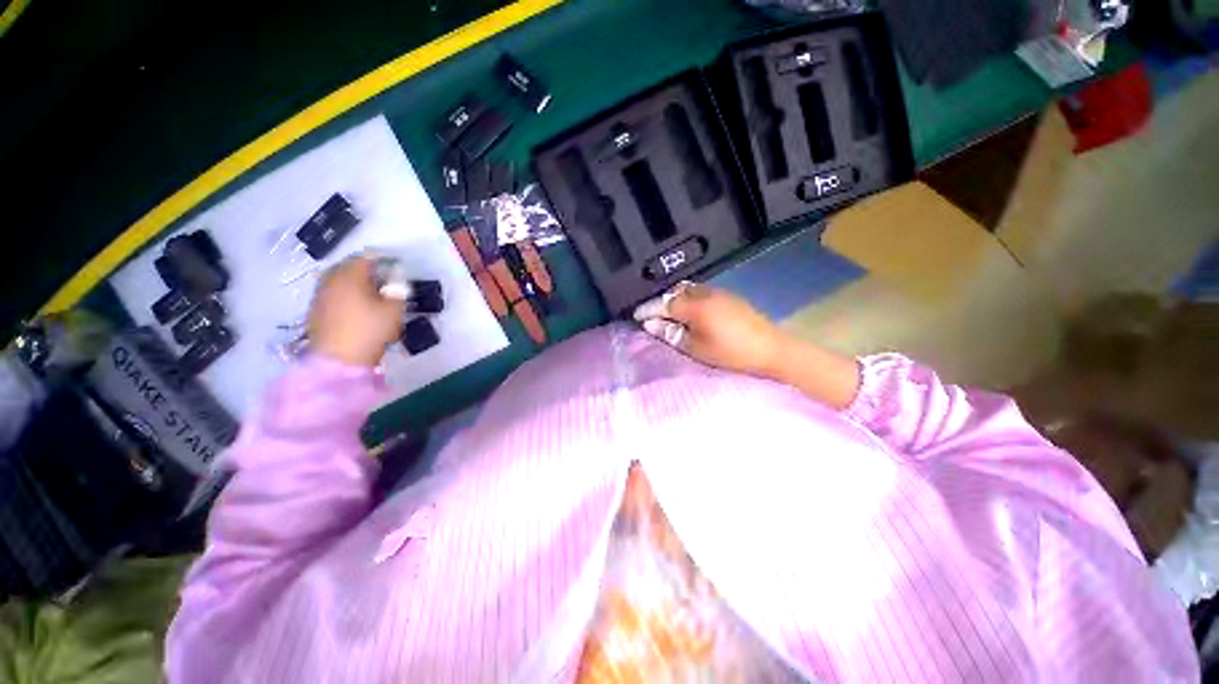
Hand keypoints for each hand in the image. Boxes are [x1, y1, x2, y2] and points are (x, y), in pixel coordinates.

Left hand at [308, 256, 404, 366]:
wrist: (338, 360)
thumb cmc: (370, 330)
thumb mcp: (394, 309)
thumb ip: (398, 289)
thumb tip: (397, 276)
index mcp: (349, 275)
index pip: (366, 257)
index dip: (383, 260)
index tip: (396, 268)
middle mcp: (331, 280)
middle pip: (349, 266)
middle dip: (367, 270)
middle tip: (385, 280)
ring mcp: (320, 295)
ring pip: (339, 280)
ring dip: (355, 282)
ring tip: (372, 294)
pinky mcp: (316, 310)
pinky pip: (333, 293)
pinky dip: (346, 294)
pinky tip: (358, 307)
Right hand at [633, 282, 789, 377]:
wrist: (771, 350)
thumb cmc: (730, 354)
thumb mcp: (696, 348)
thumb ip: (671, 334)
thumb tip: (650, 324)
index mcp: (695, 306)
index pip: (663, 303)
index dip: (647, 309)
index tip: (635, 315)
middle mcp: (705, 293)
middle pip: (674, 291)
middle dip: (660, 302)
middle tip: (650, 316)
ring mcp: (718, 292)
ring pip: (688, 289)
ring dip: (674, 298)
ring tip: (667, 313)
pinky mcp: (728, 296)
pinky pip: (700, 291)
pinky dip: (688, 298)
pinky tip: (689, 310)